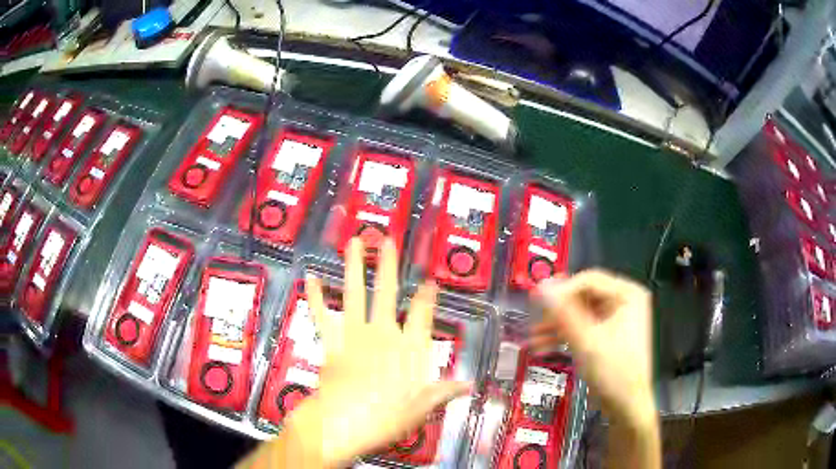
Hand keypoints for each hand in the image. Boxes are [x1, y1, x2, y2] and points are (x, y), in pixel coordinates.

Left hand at [286, 237, 469, 467]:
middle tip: (388, 241)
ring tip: (354, 242)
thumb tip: (469, 385)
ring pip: (355, 295)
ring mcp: (354, 335)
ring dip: (354, 268)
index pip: (422, 315)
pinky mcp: (331, 342)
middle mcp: (382, 334)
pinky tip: (310, 277)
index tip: (429, 280)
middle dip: (388, 266)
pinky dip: (316, 296)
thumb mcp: (421, 408)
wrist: (343, 423)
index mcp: (407, 349)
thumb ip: (443, 391)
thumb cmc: (386, 417)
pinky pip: (322, 315)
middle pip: (387, 294)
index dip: (427, 296)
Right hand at [530, 270, 655, 430]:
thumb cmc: (613, 371)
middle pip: (583, 296)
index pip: (589, 280)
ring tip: (533, 338)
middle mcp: (624, 301)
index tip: (536, 302)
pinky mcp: (608, 335)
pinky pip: (584, 327)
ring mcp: (616, 319)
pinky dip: (566, 336)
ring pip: (580, 313)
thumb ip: (563, 312)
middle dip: (558, 311)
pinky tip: (542, 346)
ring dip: (557, 325)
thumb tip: (541, 286)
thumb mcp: (586, 340)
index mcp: (627, 294)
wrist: (626, 406)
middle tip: (534, 321)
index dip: (562, 290)